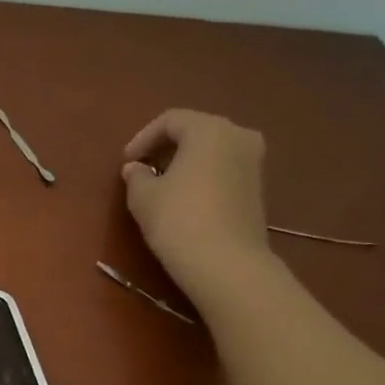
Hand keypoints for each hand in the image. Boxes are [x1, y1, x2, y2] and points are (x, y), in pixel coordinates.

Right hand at [120, 108, 273, 306]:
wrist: (225, 263)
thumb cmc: (178, 220)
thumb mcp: (143, 197)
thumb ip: (137, 176)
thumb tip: (136, 168)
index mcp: (209, 129)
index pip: (171, 120)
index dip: (143, 138)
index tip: (126, 161)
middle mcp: (238, 136)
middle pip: (196, 132)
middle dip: (166, 148)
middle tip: (143, 169)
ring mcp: (253, 163)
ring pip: (212, 152)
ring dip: (185, 163)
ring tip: (161, 185)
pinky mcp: (257, 189)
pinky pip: (223, 171)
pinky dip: (202, 177)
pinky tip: (184, 199)